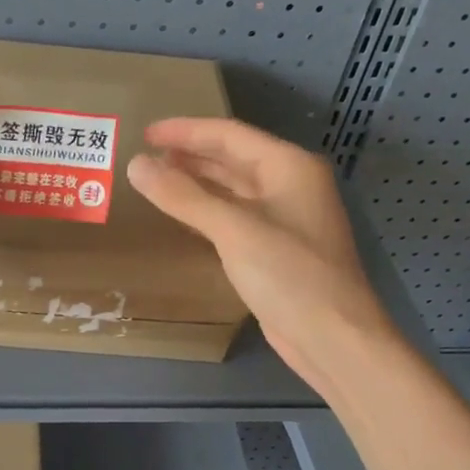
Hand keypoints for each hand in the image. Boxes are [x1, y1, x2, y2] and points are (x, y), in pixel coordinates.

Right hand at [126, 118, 393, 392]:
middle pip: (232, 158)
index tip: (145, 133)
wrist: (334, 338)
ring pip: (233, 188)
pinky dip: (207, 210)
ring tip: (156, 178)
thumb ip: (183, 196)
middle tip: (145, 155)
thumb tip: (136, 164)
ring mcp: (285, 217)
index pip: (229, 134)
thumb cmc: (289, 275)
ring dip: (196, 182)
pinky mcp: (276, 248)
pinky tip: (183, 215)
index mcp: (289, 167)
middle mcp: (290, 184)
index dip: (184, 131)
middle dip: (189, 154)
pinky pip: (235, 216)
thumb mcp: (233, 230)